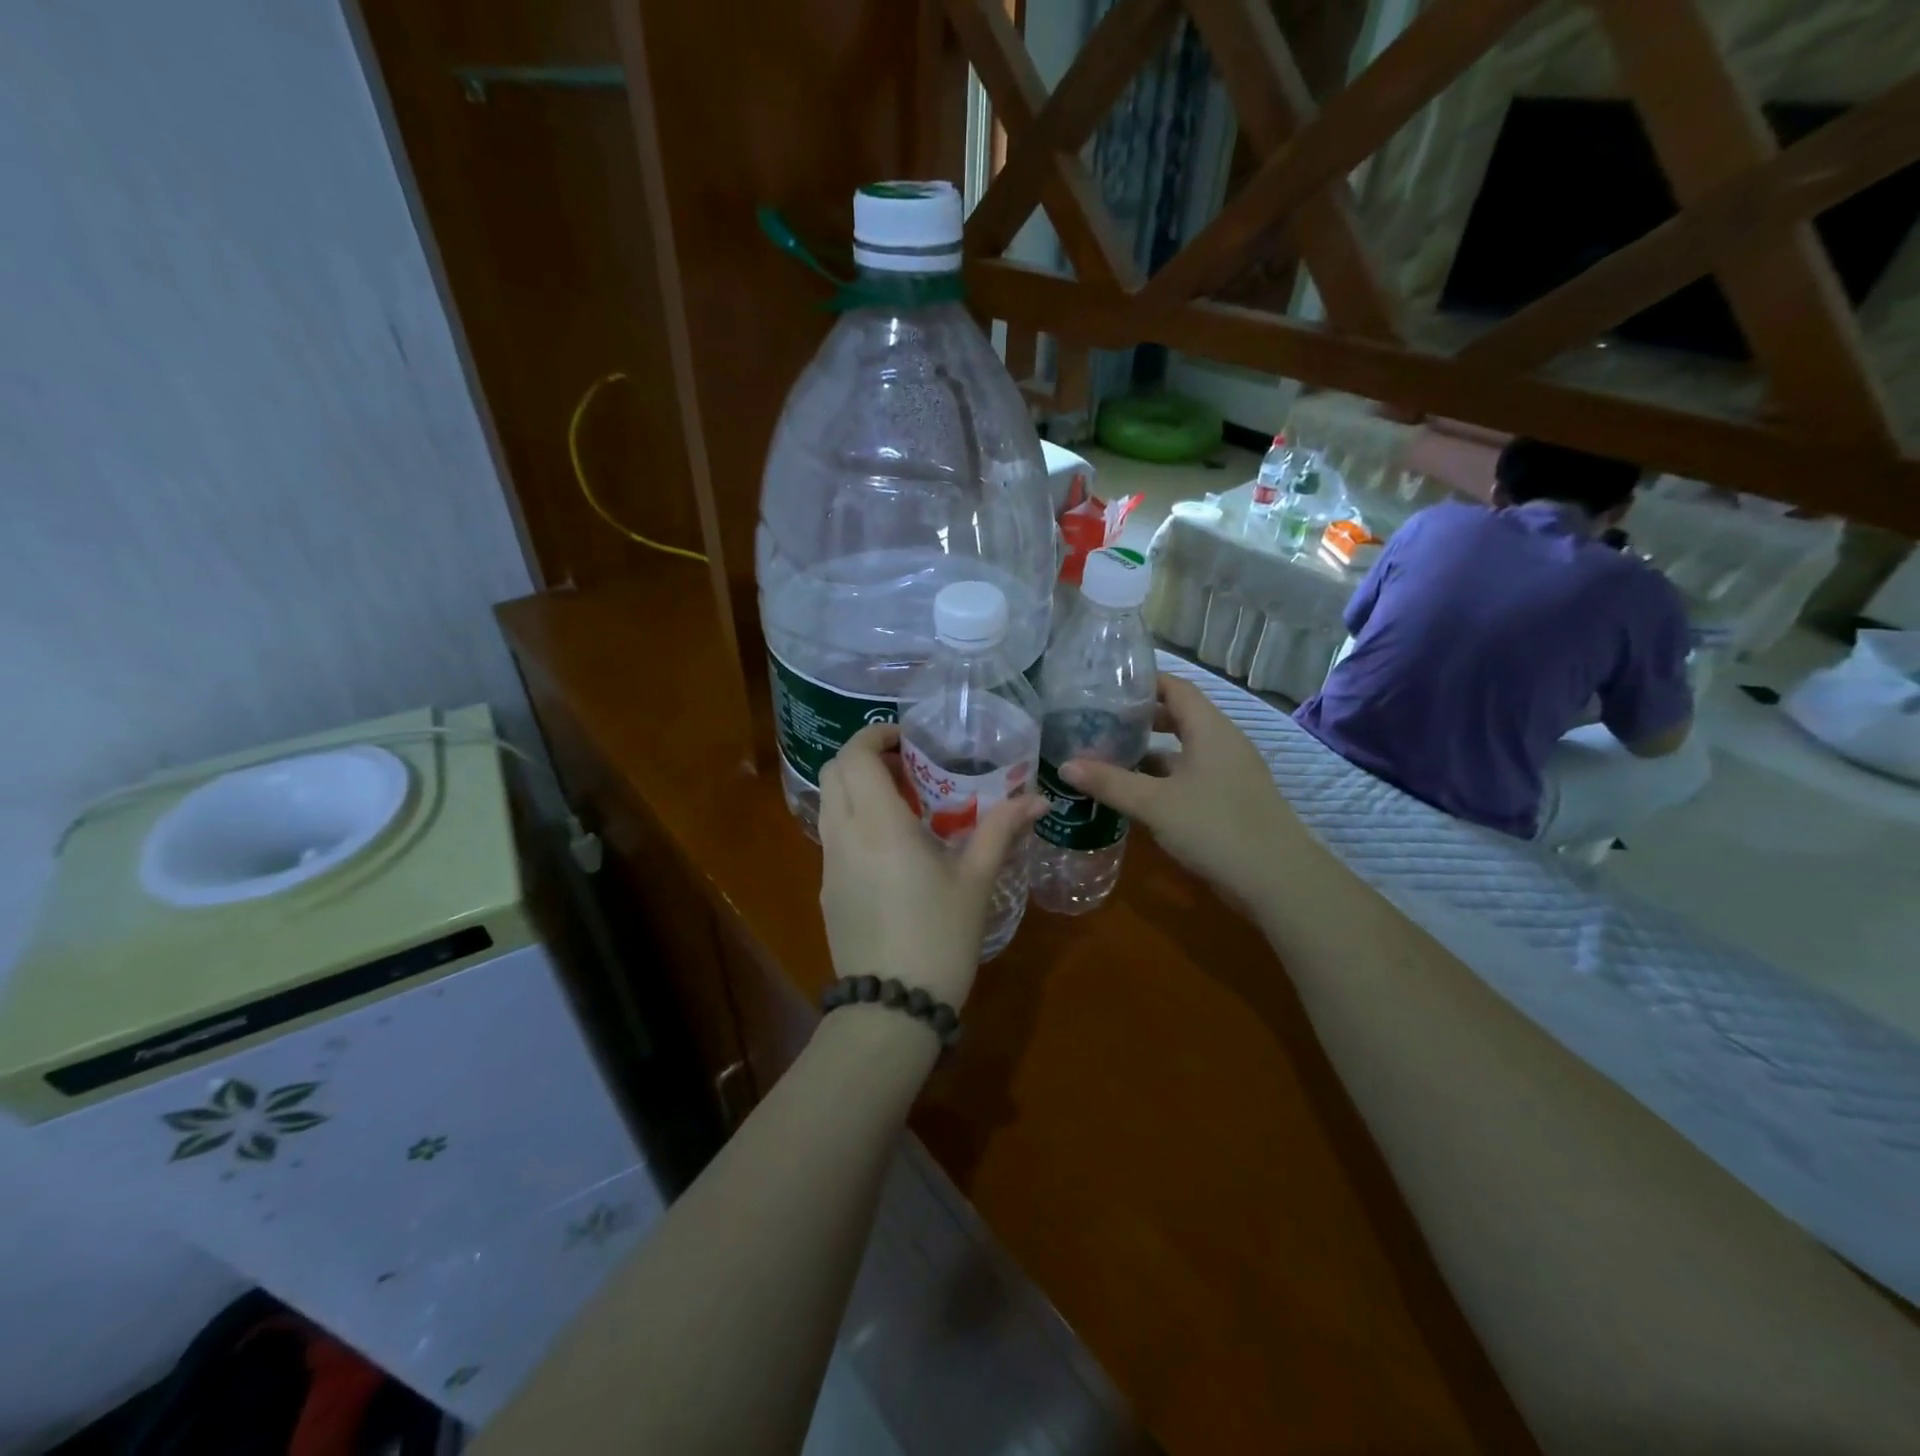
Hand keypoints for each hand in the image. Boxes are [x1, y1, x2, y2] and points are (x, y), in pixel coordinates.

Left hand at [818, 723, 1044, 1009]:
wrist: (892, 1008)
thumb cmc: (939, 937)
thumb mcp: (975, 881)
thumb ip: (1001, 830)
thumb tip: (1038, 798)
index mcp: (878, 825)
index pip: (855, 755)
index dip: (876, 735)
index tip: (909, 740)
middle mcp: (843, 835)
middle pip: (834, 772)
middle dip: (865, 757)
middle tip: (908, 767)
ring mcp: (828, 864)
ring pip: (829, 803)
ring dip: (857, 788)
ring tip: (904, 804)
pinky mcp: (826, 890)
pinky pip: (833, 836)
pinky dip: (854, 819)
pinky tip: (891, 848)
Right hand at [1060, 674, 1293, 910]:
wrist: (1278, 880)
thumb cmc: (1215, 827)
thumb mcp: (1154, 804)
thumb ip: (1110, 782)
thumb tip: (1065, 765)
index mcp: (1210, 729)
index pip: (1176, 687)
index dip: (1143, 682)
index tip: (1105, 685)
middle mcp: (1223, 743)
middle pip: (1179, 717)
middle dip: (1140, 718)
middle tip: (1099, 721)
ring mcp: (1230, 773)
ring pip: (1184, 750)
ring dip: (1149, 752)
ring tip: (1108, 755)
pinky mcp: (1230, 800)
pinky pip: (1190, 776)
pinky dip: (1163, 778)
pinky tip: (1136, 793)